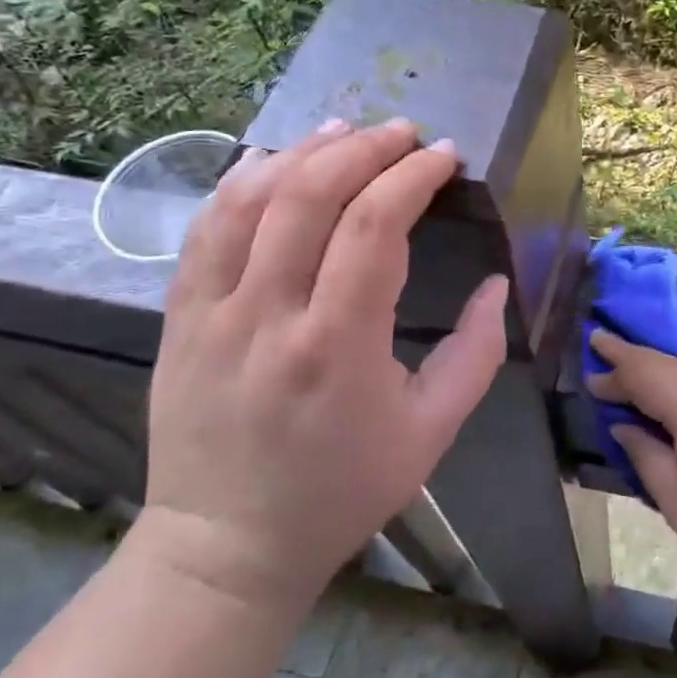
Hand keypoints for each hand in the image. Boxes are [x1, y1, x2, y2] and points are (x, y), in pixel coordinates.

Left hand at [139, 119, 508, 610]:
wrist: (227, 546)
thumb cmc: (341, 491)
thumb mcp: (431, 433)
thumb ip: (476, 353)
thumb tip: (498, 285)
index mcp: (337, 346)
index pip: (375, 227)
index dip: (413, 177)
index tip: (445, 156)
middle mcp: (268, 316)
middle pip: (310, 195)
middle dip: (365, 148)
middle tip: (404, 133)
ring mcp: (212, 313)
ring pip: (249, 199)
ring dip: (303, 152)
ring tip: (346, 131)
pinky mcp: (178, 317)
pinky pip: (204, 228)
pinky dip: (241, 182)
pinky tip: (274, 161)